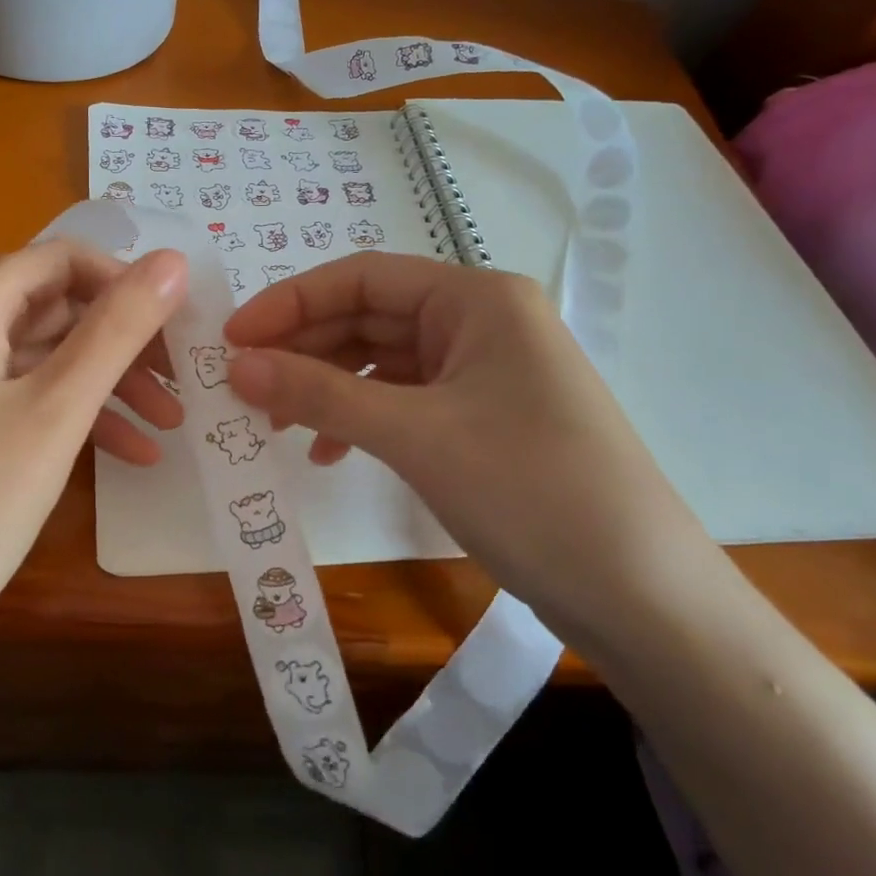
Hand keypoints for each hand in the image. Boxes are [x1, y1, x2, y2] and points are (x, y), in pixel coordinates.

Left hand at [0, 241, 187, 672]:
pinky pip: (21, 401)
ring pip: (44, 359)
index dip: (126, 283)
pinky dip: (73, 418)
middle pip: (56, 309)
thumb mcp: (56, 410)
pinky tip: (128, 456)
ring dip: (108, 385)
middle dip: (125, 343)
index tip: (179, 326)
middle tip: (185, 381)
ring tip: (170, 425)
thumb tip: (173, 259)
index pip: (62, 260)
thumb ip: (118, 328)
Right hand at [223, 253, 713, 635]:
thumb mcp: (414, 436)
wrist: (644, 598)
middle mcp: (481, 321)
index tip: (232, 339)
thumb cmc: (530, 491)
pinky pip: (404, 399)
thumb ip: (319, 393)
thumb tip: (236, 366)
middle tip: (243, 385)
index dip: (290, 302)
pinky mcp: (483, 416)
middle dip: (304, 349)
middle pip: (369, 317)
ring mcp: (485, 370)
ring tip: (277, 423)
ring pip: (382, 360)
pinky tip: (331, 452)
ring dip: (327, 386)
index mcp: (476, 298)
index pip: (362, 277)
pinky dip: (361, 417)